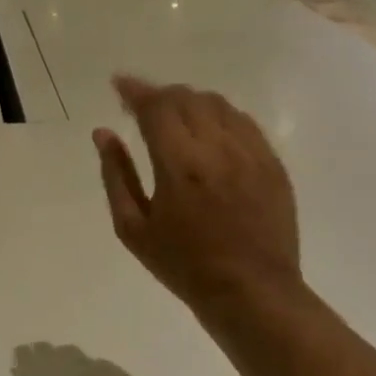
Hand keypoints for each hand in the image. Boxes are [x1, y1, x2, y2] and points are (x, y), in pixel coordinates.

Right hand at [92, 76, 302, 314]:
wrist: (252, 291)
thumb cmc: (183, 265)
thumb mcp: (133, 228)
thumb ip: (116, 175)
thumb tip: (103, 133)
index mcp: (179, 165)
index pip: (156, 107)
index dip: (134, 91)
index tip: (118, 84)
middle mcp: (218, 148)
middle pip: (187, 98)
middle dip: (159, 94)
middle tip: (140, 105)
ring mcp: (251, 153)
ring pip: (218, 104)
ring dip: (189, 101)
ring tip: (173, 116)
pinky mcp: (272, 164)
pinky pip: (244, 122)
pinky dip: (219, 116)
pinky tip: (207, 132)